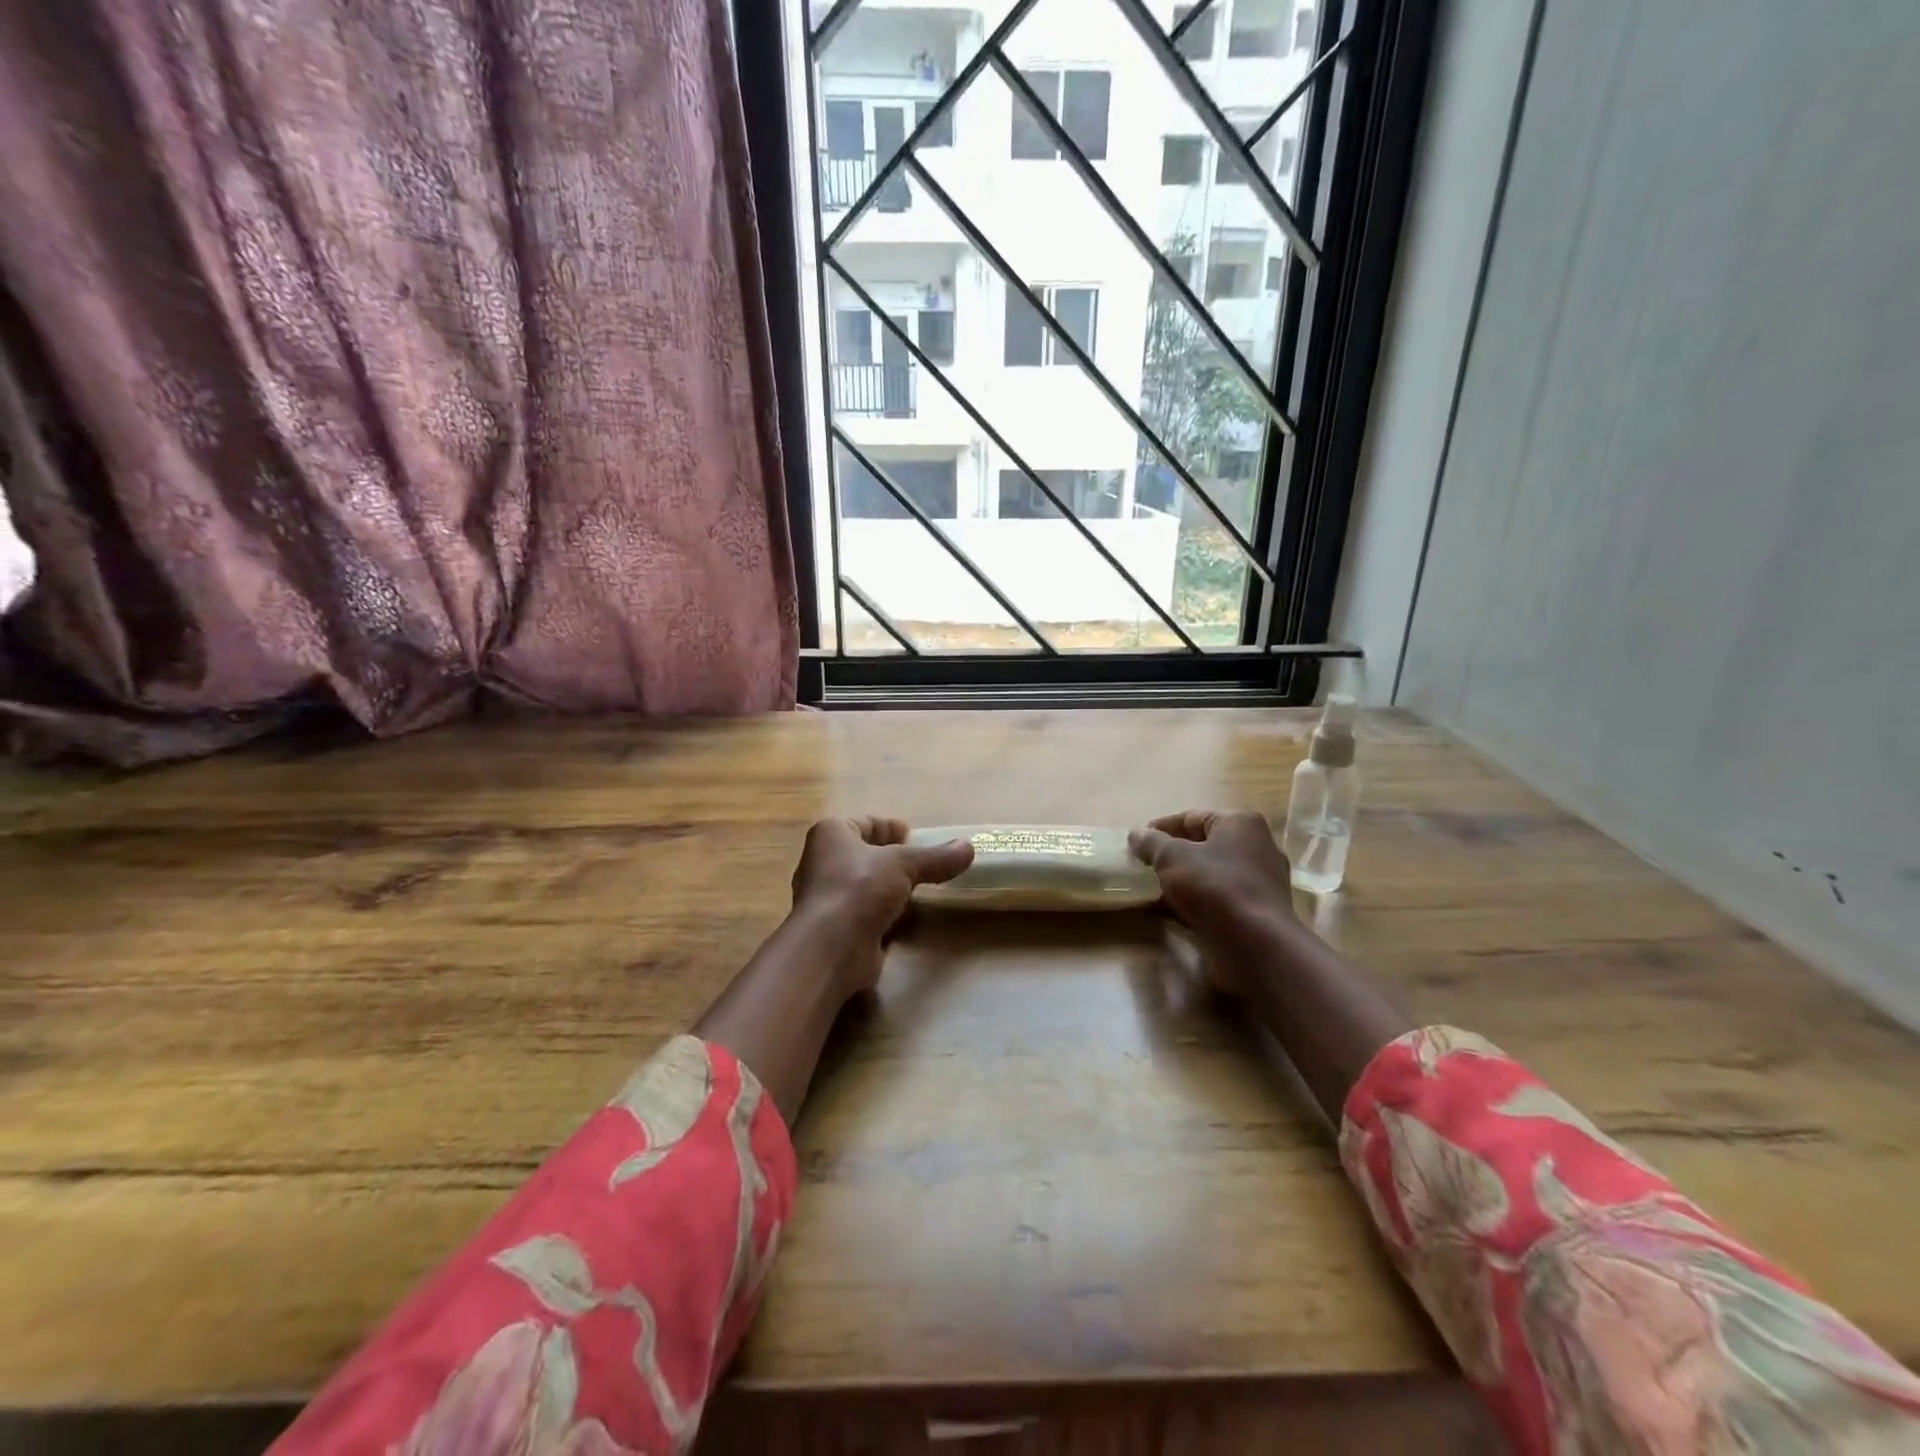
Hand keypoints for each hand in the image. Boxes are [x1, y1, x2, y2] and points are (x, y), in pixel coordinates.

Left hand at [789, 817, 973, 994]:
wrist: (831, 948)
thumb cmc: (859, 888)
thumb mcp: (904, 864)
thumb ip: (936, 857)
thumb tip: (969, 847)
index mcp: (831, 834)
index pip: (865, 823)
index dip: (890, 827)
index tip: (915, 835)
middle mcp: (823, 862)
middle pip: (865, 854)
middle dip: (893, 859)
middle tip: (924, 863)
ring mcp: (828, 898)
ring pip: (867, 886)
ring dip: (891, 888)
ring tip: (922, 890)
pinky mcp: (837, 929)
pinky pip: (866, 913)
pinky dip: (886, 914)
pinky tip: (907, 919)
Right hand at [1128, 810, 1295, 970]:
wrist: (1254, 944)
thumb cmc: (1213, 886)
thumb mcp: (1171, 857)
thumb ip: (1151, 842)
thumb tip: (1136, 834)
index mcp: (1241, 824)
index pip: (1192, 817)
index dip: (1161, 828)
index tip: (1136, 842)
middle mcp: (1257, 847)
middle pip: (1204, 845)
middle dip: (1172, 855)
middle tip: (1143, 866)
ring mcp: (1260, 882)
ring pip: (1211, 874)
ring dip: (1182, 880)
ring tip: (1152, 889)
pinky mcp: (1257, 912)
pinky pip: (1219, 898)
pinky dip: (1196, 901)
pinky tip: (1171, 911)